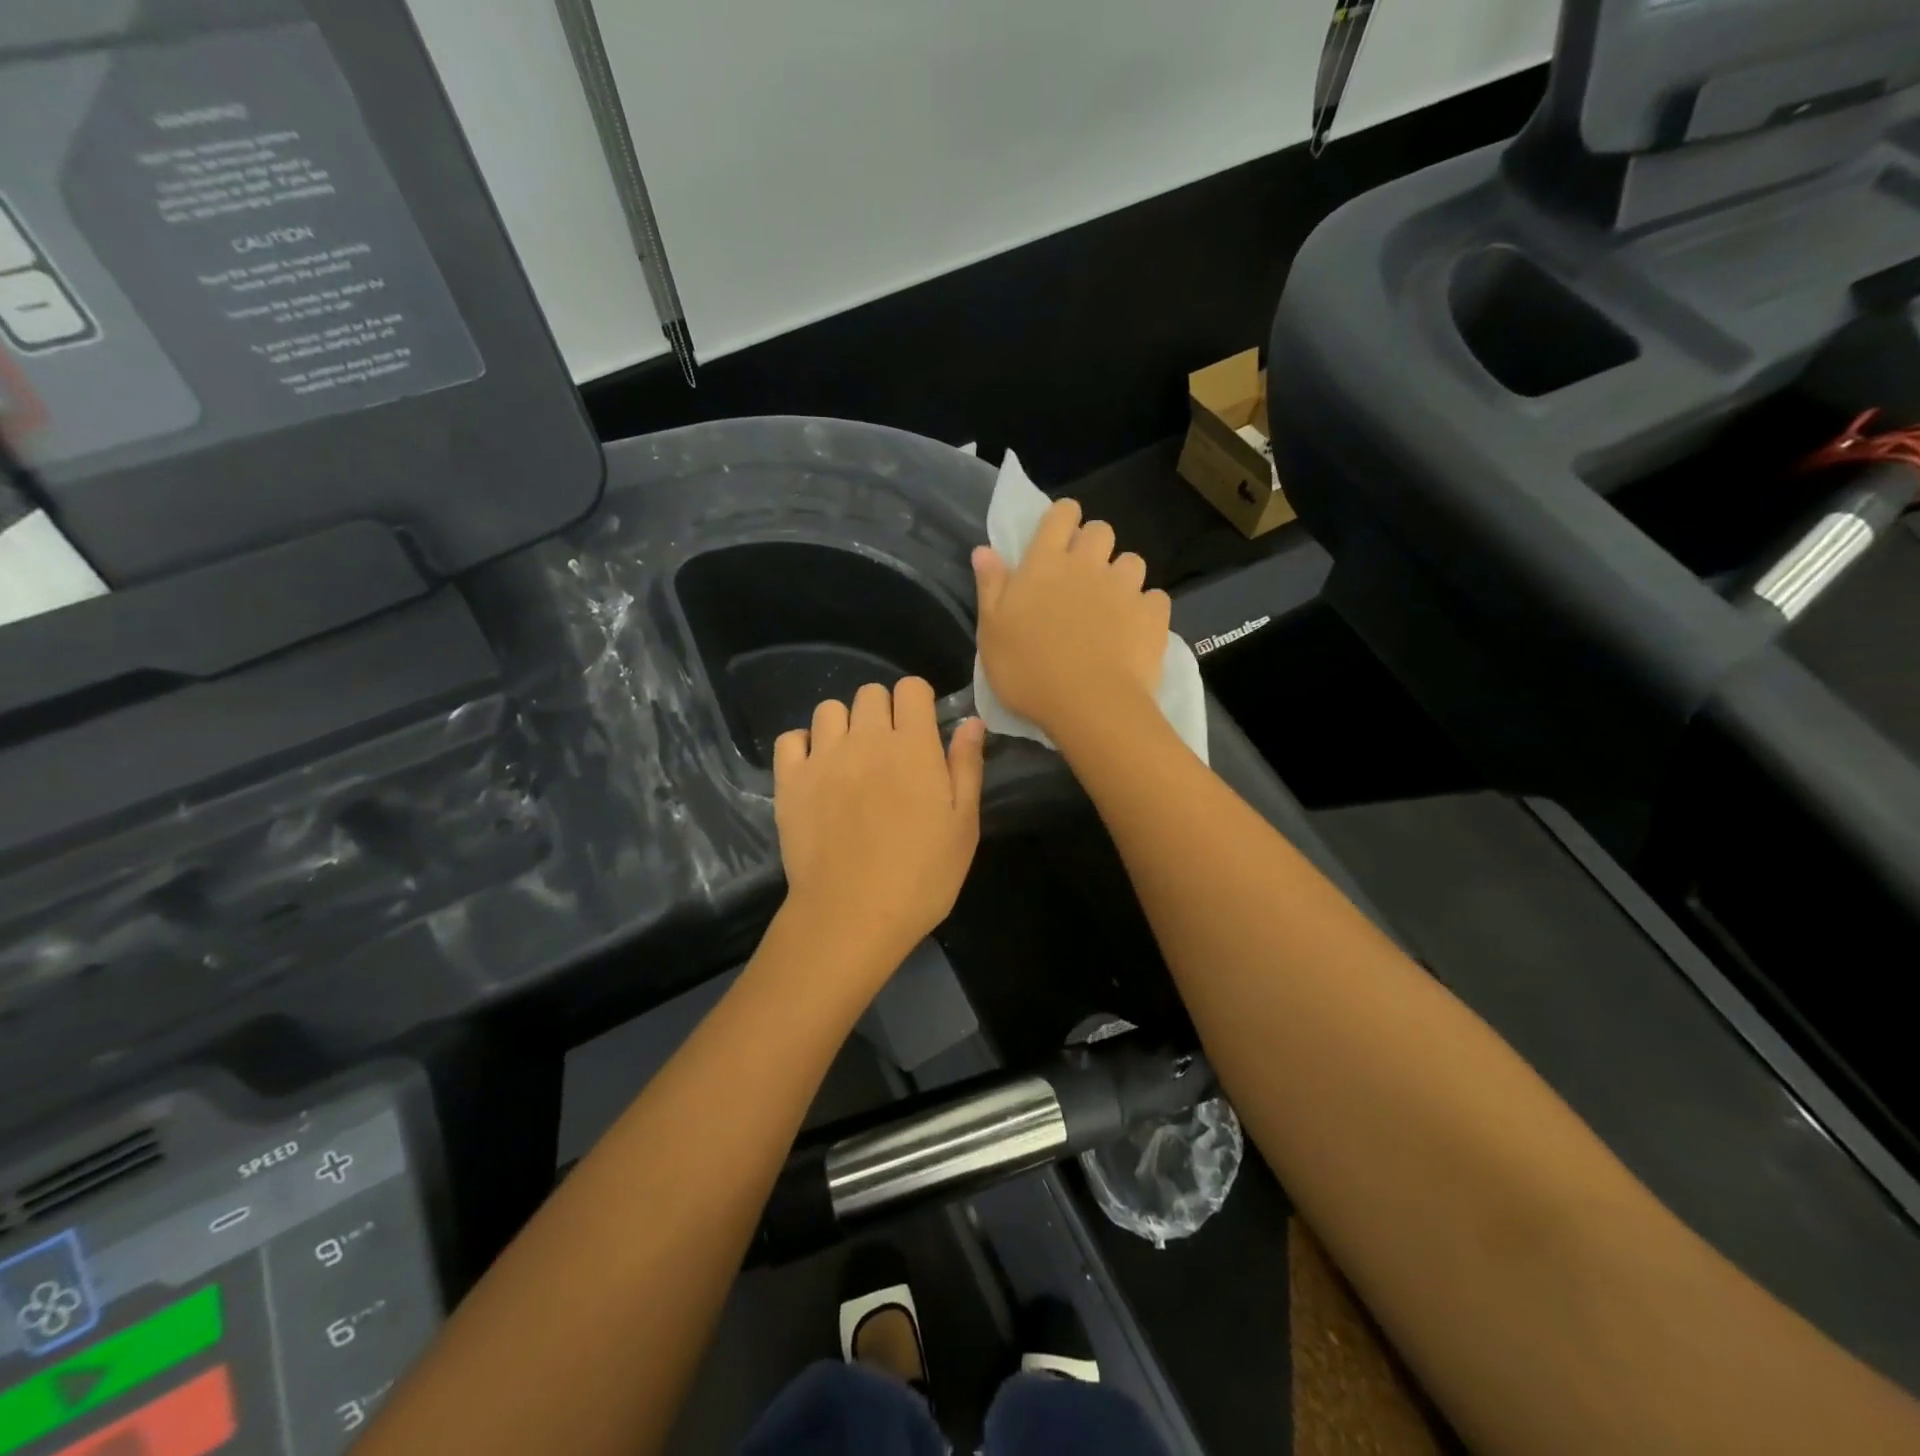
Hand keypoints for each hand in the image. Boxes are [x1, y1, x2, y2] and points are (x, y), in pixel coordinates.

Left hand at [773, 678, 985, 969]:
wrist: (852, 915)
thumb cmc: (921, 876)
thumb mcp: (963, 826)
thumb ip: (967, 766)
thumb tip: (971, 721)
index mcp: (913, 746)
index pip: (911, 688)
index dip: (919, 702)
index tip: (922, 730)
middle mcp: (866, 739)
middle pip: (870, 693)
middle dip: (883, 712)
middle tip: (890, 753)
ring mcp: (823, 757)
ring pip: (829, 709)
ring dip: (844, 726)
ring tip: (851, 761)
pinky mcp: (790, 781)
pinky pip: (790, 739)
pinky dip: (803, 747)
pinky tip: (816, 772)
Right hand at [974, 498, 1169, 742]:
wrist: (1088, 705)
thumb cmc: (1028, 671)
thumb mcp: (991, 632)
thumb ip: (990, 587)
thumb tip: (984, 549)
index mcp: (1044, 564)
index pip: (1061, 515)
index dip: (1063, 518)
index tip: (1059, 536)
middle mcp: (1087, 565)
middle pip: (1101, 530)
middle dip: (1094, 544)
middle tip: (1082, 576)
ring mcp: (1124, 588)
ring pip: (1132, 561)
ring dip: (1122, 576)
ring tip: (1112, 605)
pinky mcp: (1153, 614)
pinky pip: (1155, 598)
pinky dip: (1146, 609)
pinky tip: (1135, 630)